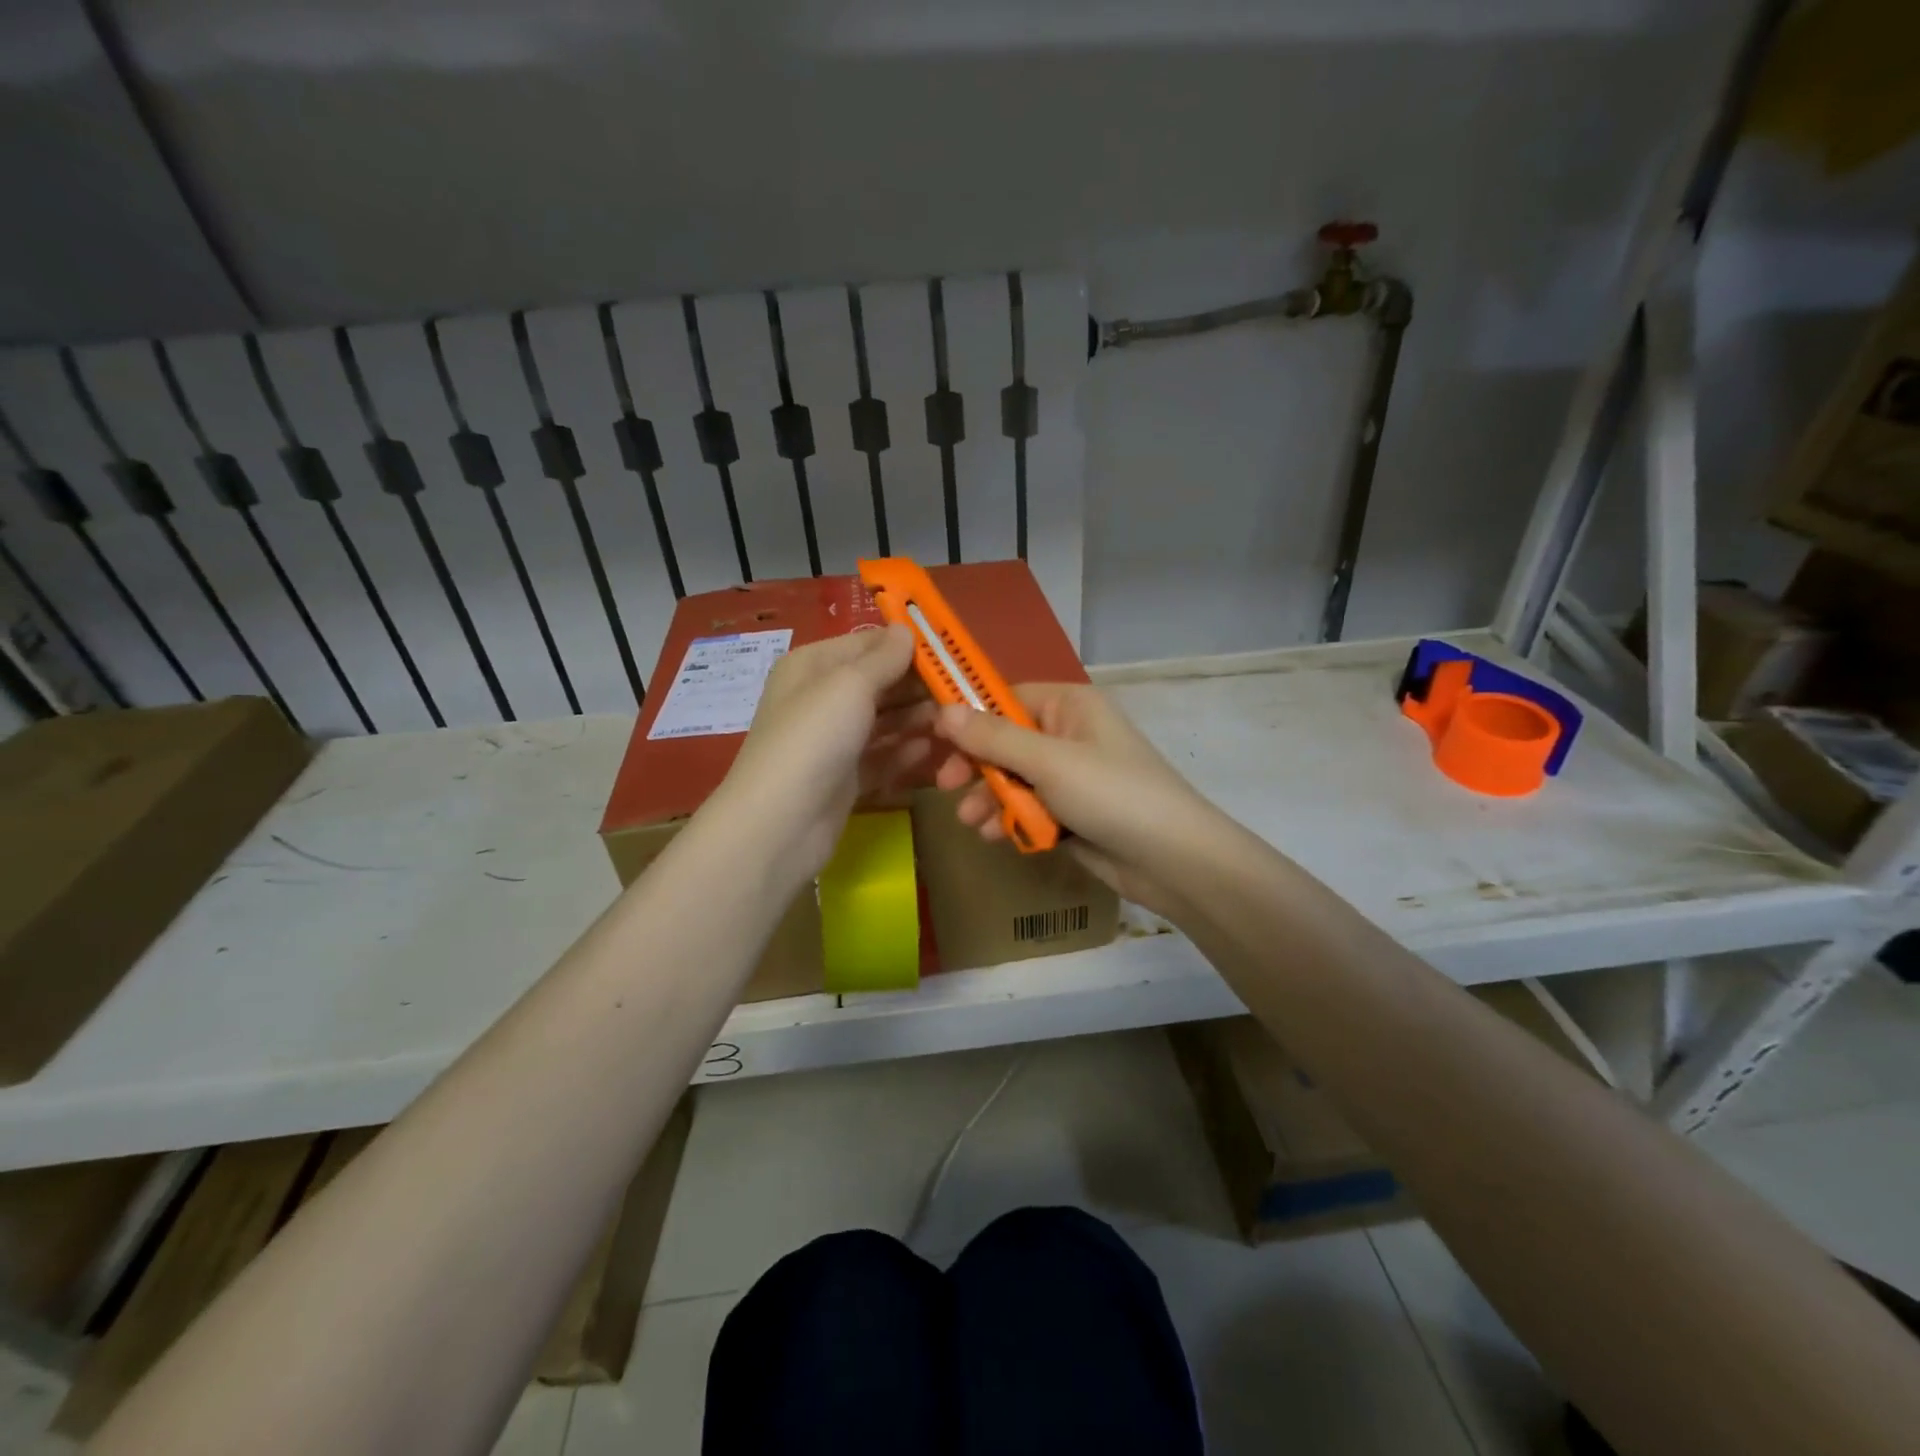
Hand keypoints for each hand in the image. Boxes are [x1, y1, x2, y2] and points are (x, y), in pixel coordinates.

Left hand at [710, 624, 936, 881]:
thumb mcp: (850, 685)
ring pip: (884, 722)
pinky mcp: (845, 778)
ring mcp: (833, 741)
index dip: (907, 647)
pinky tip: (934, 750)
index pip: (867, 645)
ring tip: (956, 721)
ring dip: (918, 719)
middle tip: (962, 692)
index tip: (951, 654)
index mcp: (813, 666)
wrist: (780, 824)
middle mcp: (821, 698)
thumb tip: (906, 630)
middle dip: (918, 686)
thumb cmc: (813, 739)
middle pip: (879, 684)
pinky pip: (882, 757)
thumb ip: (884, 658)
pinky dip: (906, 753)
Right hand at [931, 684, 1224, 914]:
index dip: (968, 717)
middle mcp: (1068, 734)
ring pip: (1013, 778)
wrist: (1172, 860)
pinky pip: (1029, 807)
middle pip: (1005, 741)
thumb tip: (943, 709)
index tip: (933, 739)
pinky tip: (995, 836)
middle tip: (947, 786)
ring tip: (972, 822)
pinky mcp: (1072, 812)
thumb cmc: (1111, 794)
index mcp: (1069, 706)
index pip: (1005, 698)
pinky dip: (1012, 819)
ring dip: (990, 797)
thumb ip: (994, 737)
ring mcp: (1071, 775)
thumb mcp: (1048, 762)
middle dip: (977, 766)